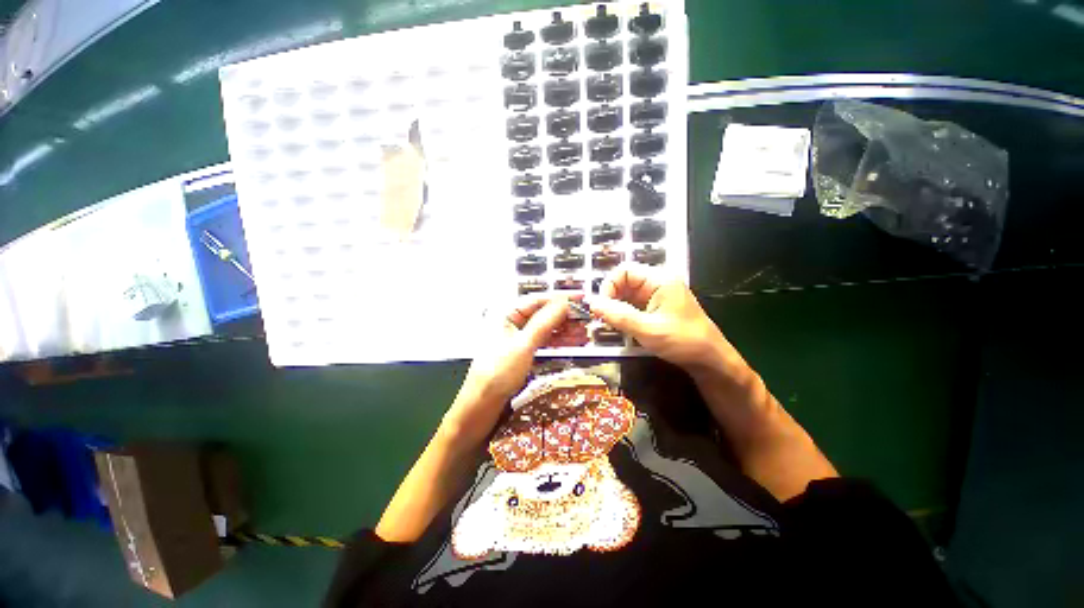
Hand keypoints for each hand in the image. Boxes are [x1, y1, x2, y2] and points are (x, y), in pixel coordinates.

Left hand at [446, 295, 586, 442]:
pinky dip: (558, 341)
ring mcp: (517, 338)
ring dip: (564, 329)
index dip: (560, 299)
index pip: (537, 300)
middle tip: (586, 318)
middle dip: (565, 316)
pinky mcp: (522, 351)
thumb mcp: (523, 346)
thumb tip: (563, 303)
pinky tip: (573, 342)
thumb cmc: (497, 373)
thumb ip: (544, 323)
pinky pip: (544, 341)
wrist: (481, 406)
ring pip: (546, 328)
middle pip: (543, 313)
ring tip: (584, 332)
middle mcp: (511, 322)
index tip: (581, 297)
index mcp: (506, 314)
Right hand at [586, 263, 736, 375]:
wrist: (709, 360)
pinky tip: (620, 326)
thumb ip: (618, 315)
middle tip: (603, 317)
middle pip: (624, 281)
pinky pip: (632, 305)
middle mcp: (657, 283)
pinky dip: (623, 313)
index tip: (601, 307)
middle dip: (610, 297)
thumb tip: (592, 303)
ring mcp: (656, 296)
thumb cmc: (683, 341)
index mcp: (659, 280)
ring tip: (609, 323)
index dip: (609, 285)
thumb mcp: (647, 329)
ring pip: (626, 294)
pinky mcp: (655, 308)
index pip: (624, 271)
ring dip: (615, 307)